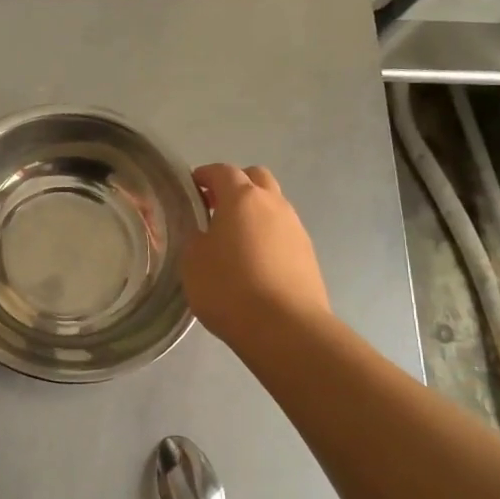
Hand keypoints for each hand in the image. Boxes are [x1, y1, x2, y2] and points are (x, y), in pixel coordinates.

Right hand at [181, 164, 330, 349]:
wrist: (284, 327)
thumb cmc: (229, 288)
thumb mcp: (192, 261)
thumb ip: (195, 237)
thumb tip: (204, 232)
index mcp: (242, 198)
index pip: (222, 171)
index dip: (204, 175)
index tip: (191, 187)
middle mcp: (273, 204)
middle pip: (256, 178)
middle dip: (235, 185)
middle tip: (215, 207)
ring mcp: (295, 228)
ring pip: (273, 205)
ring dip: (254, 211)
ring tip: (234, 239)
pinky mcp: (308, 254)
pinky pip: (283, 232)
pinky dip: (267, 235)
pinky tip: (254, 262)